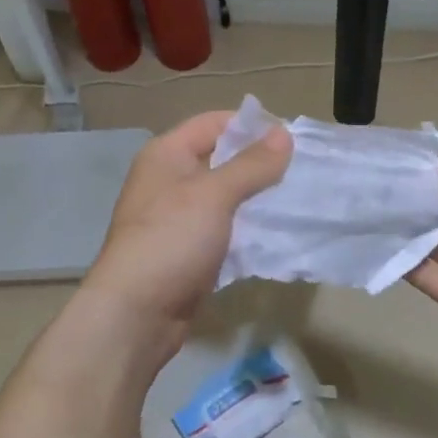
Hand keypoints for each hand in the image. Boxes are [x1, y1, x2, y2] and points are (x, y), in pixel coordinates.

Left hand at [81, 111, 291, 359]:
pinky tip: (276, 233)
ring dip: (256, 198)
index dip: (251, 125)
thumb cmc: (171, 240)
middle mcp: (169, 180)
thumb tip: (283, 133)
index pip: (214, 123)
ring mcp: (178, 217)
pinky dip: (247, 228)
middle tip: (301, 171)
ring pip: (225, 197)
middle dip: (259, 164)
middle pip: (221, 159)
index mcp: (166, 155)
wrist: (136, 314)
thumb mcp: (214, 195)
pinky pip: (224, 229)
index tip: (291, 138)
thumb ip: (251, 165)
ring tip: (296, 199)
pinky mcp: (188, 250)